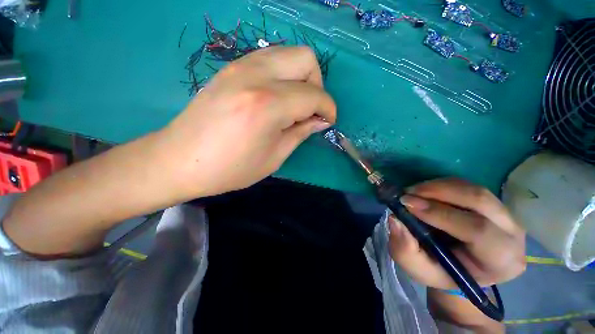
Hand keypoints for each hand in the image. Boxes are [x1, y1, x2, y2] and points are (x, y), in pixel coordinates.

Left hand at [158, 46, 335, 197]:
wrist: (180, 160)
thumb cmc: (230, 168)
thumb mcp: (274, 157)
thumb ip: (301, 133)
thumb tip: (321, 121)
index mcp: (268, 105)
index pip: (314, 95)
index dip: (328, 109)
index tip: (328, 122)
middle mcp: (256, 76)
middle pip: (306, 59)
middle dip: (317, 85)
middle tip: (309, 110)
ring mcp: (240, 66)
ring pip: (288, 53)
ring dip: (300, 77)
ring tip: (293, 104)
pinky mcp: (231, 68)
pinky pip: (270, 59)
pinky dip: (282, 74)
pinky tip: (275, 97)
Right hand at [388, 178, 525, 288]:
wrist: (460, 268)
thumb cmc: (442, 273)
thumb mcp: (419, 269)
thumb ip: (405, 250)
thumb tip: (395, 220)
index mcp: (501, 260)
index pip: (478, 230)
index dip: (440, 213)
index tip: (406, 203)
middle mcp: (512, 234)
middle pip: (480, 200)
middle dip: (439, 192)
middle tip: (408, 193)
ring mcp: (506, 215)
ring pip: (474, 189)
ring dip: (438, 186)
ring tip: (413, 191)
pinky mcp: (493, 203)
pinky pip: (468, 186)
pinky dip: (442, 184)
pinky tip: (425, 191)